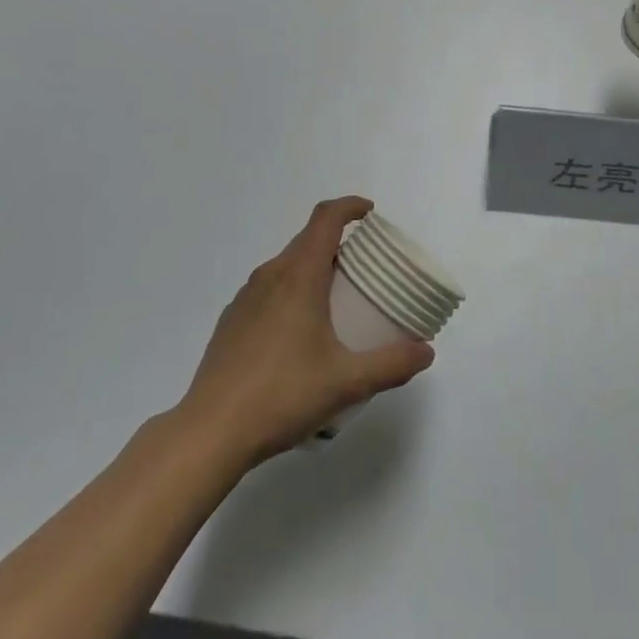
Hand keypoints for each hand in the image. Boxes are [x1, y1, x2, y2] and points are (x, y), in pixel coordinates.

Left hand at [175, 197, 434, 466]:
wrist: (211, 431)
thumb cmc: (283, 395)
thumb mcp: (347, 382)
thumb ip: (392, 364)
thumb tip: (426, 351)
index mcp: (298, 276)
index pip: (325, 219)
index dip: (349, 207)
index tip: (370, 213)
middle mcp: (270, 276)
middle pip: (307, 240)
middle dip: (337, 242)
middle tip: (364, 267)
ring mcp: (245, 298)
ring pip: (286, 265)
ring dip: (313, 268)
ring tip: (335, 301)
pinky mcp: (231, 321)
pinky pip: (268, 290)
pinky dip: (291, 292)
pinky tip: (299, 334)